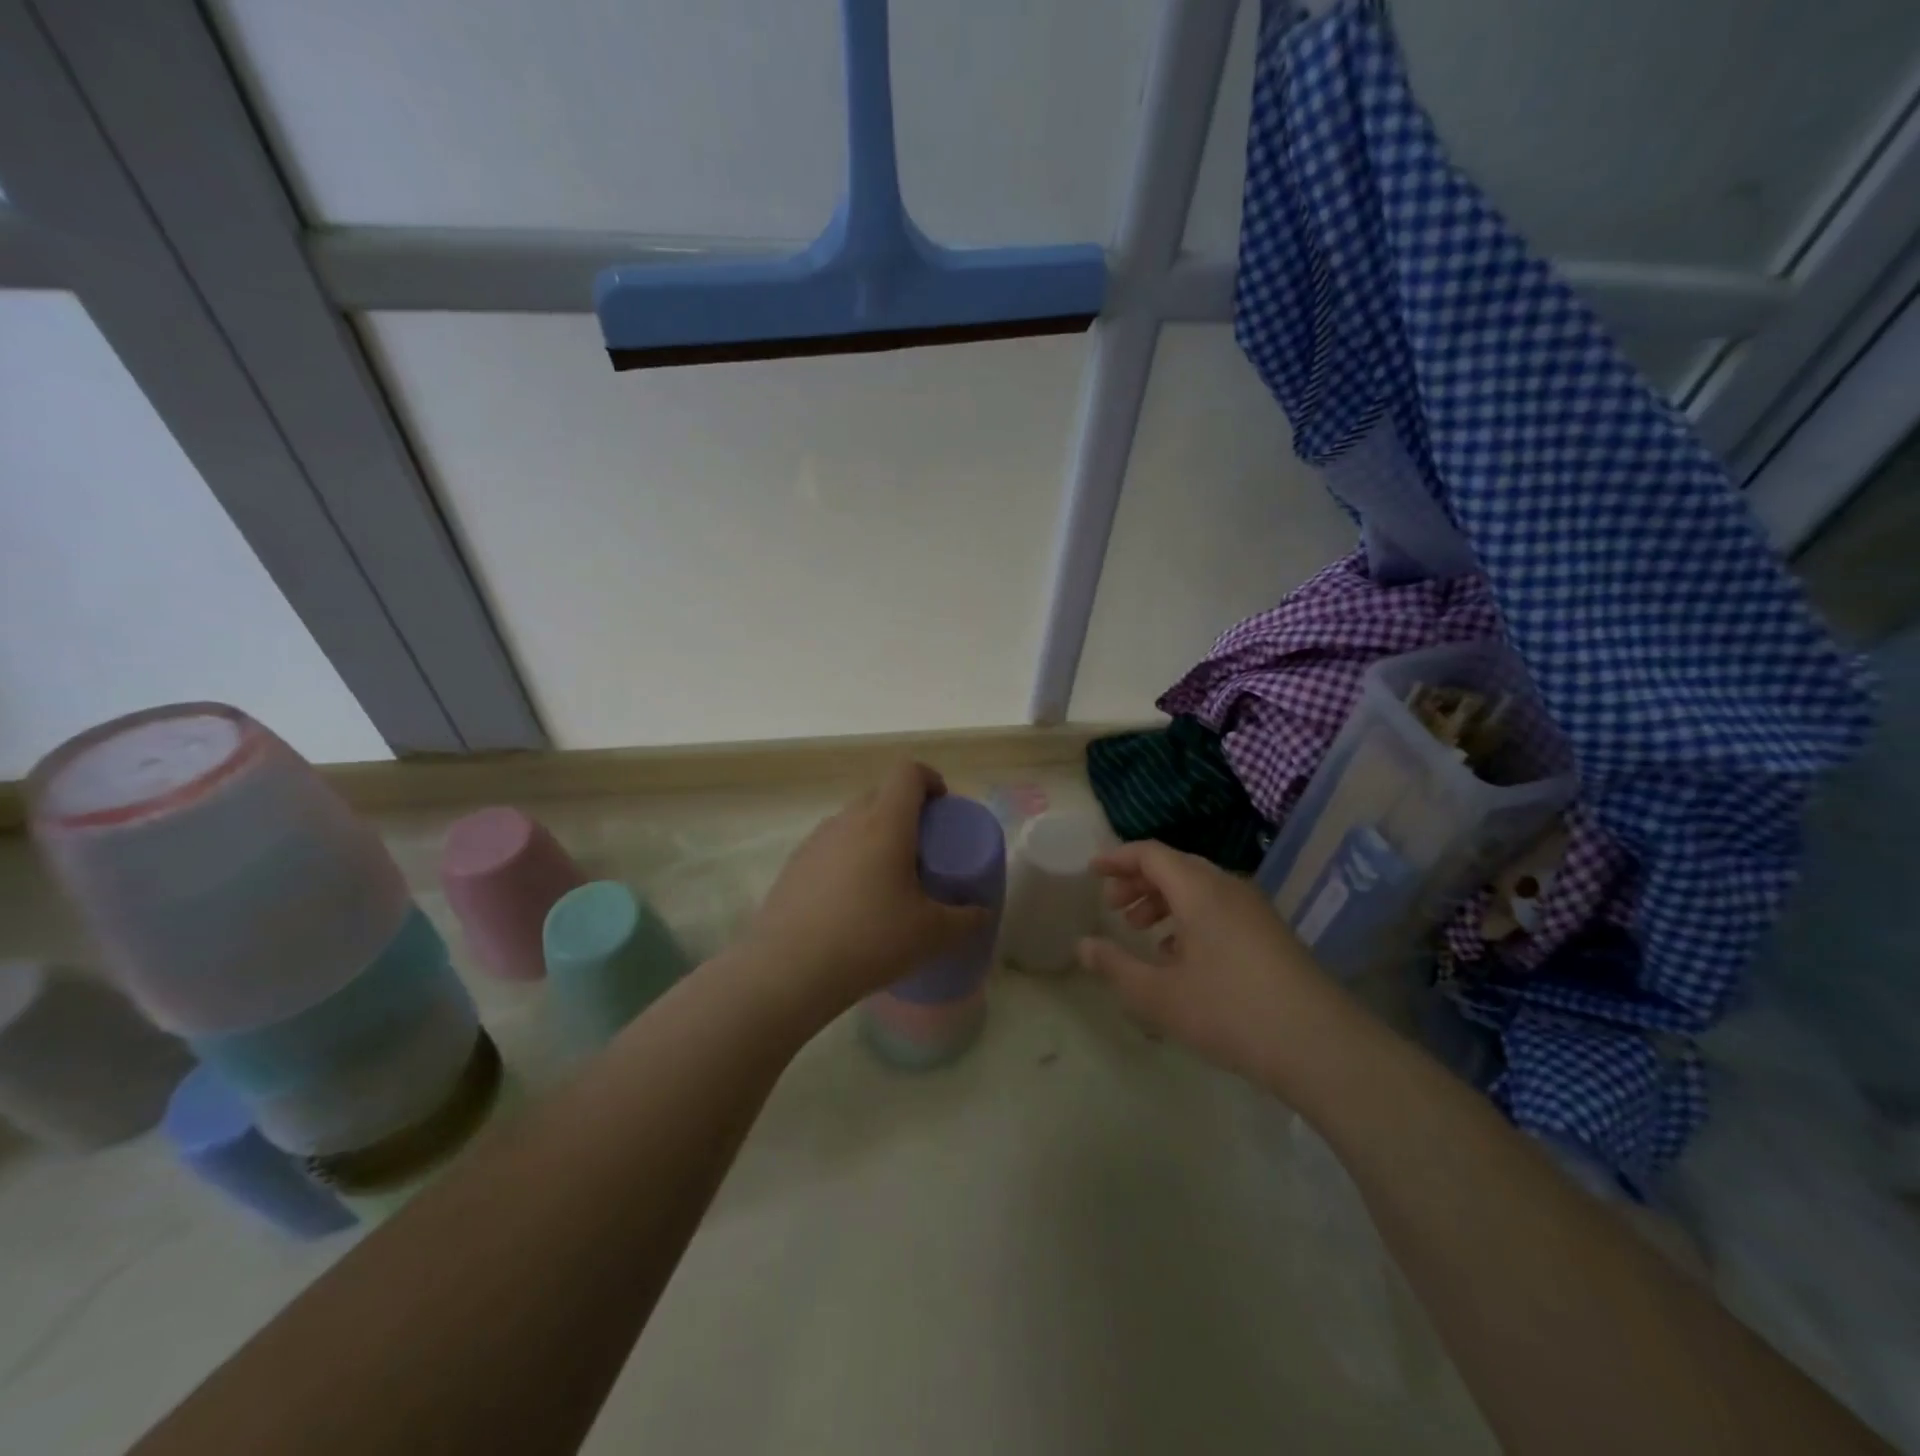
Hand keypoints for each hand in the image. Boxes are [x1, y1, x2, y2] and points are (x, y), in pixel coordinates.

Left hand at [743, 761, 988, 1017]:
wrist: (788, 970)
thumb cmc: (869, 940)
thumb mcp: (932, 935)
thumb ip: (966, 919)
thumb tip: (981, 912)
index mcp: (885, 822)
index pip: (908, 772)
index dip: (930, 779)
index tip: (943, 807)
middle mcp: (847, 820)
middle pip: (881, 794)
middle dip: (906, 811)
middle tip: (923, 849)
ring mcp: (815, 841)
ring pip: (853, 821)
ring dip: (875, 835)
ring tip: (887, 878)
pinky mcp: (793, 865)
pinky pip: (830, 847)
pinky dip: (848, 859)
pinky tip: (852, 902)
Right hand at [1078, 841, 1334, 1088]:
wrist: (1321, 1046)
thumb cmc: (1230, 1012)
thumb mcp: (1159, 996)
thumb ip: (1115, 967)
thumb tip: (1083, 946)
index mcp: (1199, 890)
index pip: (1151, 854)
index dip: (1118, 858)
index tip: (1092, 871)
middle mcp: (1228, 888)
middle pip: (1175, 867)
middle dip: (1138, 882)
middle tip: (1113, 908)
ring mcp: (1254, 910)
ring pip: (1199, 888)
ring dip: (1164, 901)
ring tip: (1141, 931)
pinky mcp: (1270, 934)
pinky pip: (1219, 908)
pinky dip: (1190, 917)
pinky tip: (1180, 956)